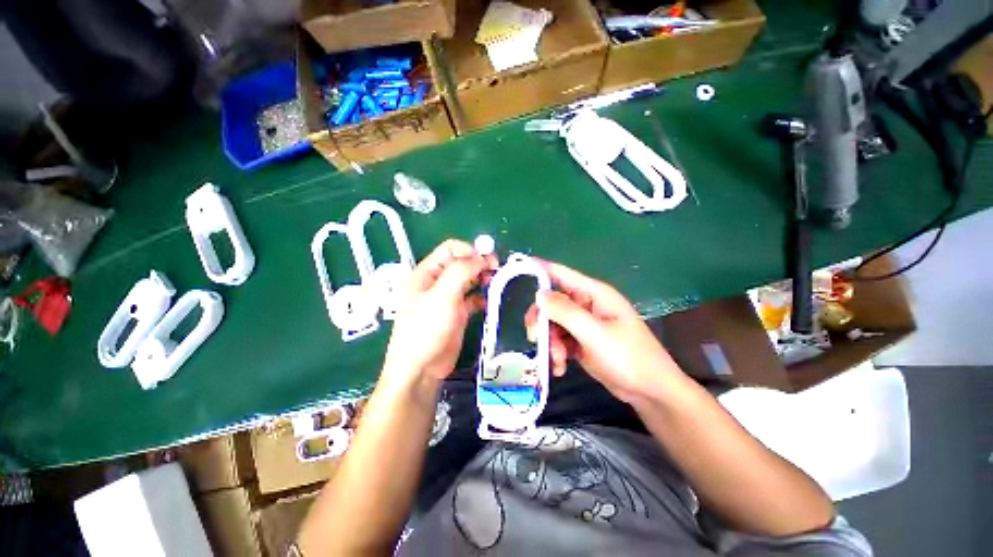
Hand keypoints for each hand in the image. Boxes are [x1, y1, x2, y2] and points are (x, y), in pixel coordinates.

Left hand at [382, 239, 496, 389]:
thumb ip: (461, 271)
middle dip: (479, 263)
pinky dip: (482, 297)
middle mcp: (437, 282)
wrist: (421, 369)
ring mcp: (448, 298)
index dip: (469, 250)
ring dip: (482, 279)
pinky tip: (487, 302)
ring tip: (495, 283)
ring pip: (469, 280)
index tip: (487, 260)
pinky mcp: (457, 313)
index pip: (450, 249)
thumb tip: (482, 257)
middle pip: (461, 263)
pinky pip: (473, 298)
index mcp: (426, 273)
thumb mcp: (442, 295)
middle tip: (496, 270)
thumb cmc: (426, 329)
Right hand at [526, 261, 683, 403]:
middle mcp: (586, 305)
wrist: (650, 391)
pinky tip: (560, 368)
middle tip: (535, 339)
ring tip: (557, 361)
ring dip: (549, 343)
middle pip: (551, 303)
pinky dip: (555, 353)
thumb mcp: (595, 333)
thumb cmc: (628, 357)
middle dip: (542, 322)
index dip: (539, 270)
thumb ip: (566, 312)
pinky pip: (559, 341)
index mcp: (593, 293)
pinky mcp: (580, 341)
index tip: (517, 268)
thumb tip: (539, 294)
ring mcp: (583, 324)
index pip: (561, 274)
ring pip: (552, 325)